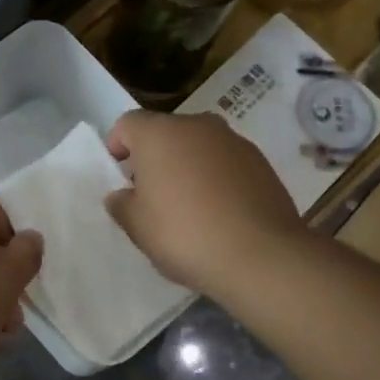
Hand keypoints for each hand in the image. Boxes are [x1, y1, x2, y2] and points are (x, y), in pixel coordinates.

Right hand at [104, 111, 303, 295]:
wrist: (258, 255)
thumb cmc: (183, 235)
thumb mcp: (137, 227)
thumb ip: (122, 205)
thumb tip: (122, 195)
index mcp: (160, 134)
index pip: (128, 124)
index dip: (118, 146)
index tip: (119, 175)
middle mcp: (198, 126)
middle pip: (167, 133)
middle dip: (155, 158)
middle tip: (151, 195)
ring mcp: (234, 142)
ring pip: (200, 147)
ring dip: (188, 167)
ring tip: (188, 207)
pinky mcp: (261, 163)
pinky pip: (226, 164)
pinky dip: (217, 179)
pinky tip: (218, 213)